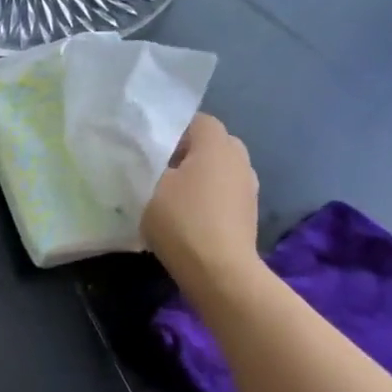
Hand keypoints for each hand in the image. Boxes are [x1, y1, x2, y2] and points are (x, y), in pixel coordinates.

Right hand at [140, 113, 259, 283]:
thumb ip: (145, 162)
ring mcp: (248, 187)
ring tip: (170, 192)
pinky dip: (207, 194)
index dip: (172, 128)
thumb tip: (143, 154)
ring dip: (198, 174)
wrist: (219, 271)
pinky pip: (224, 190)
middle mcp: (239, 160)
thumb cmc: (182, 220)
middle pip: (212, 143)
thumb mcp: (149, 186)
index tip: (148, 146)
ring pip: (219, 168)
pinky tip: (186, 212)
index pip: (198, 120)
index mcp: (217, 146)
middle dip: (187, 150)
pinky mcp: (248, 212)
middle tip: (158, 166)